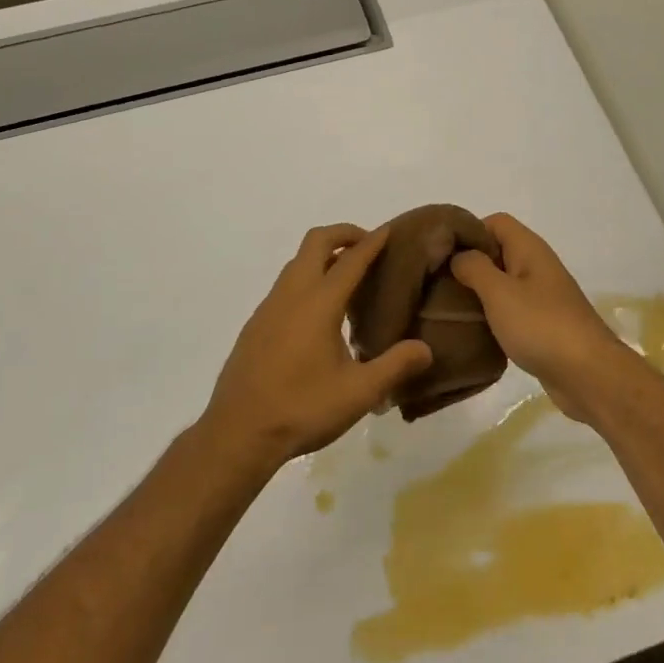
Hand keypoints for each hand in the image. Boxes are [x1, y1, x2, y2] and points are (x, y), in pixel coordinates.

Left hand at [198, 224, 433, 474]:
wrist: (238, 432)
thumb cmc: (302, 408)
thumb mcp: (359, 393)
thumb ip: (395, 366)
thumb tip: (425, 348)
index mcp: (319, 303)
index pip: (350, 259)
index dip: (372, 242)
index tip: (389, 231)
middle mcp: (292, 294)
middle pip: (316, 242)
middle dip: (343, 235)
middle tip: (368, 247)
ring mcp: (269, 307)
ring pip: (297, 262)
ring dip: (322, 256)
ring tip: (348, 278)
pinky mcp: (256, 324)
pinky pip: (285, 285)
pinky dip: (306, 278)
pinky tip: (319, 313)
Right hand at [449, 213, 640, 424]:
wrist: (588, 374)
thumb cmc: (541, 325)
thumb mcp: (499, 292)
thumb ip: (474, 268)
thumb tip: (459, 255)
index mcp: (529, 249)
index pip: (495, 222)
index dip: (469, 232)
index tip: (442, 254)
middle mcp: (537, 266)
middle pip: (498, 252)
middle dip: (469, 264)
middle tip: (439, 283)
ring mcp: (542, 296)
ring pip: (503, 283)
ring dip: (479, 293)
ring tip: (449, 308)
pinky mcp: (542, 324)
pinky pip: (511, 310)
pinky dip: (493, 315)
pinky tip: (474, 330)